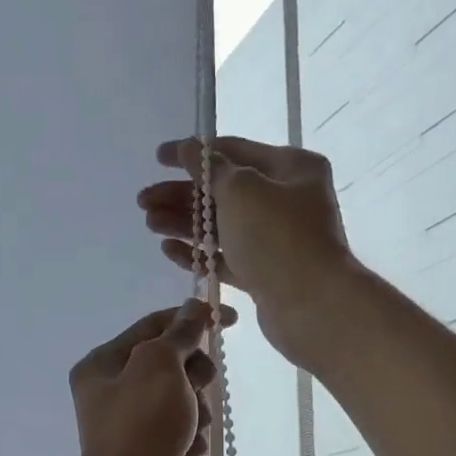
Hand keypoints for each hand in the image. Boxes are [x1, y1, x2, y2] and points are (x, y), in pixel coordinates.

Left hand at [67, 300, 230, 455]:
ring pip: (181, 400)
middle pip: (169, 364)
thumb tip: (195, 309)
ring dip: (195, 410)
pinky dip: (191, 440)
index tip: (230, 318)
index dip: (191, 318)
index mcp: (102, 365)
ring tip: (189, 429)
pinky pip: (183, 433)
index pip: (152, 326)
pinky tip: (187, 453)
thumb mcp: (160, 365)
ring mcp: (131, 428)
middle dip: (192, 374)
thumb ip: (180, 334)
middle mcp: (111, 394)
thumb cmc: (141, 425)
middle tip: (198, 386)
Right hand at [138, 137, 356, 368]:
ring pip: (222, 226)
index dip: (193, 153)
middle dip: (182, 195)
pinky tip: (168, 249)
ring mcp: (276, 239)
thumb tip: (190, 149)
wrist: (311, 306)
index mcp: (291, 168)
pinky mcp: (265, 274)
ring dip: (184, 223)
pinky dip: (199, 252)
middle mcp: (286, 200)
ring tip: (148, 223)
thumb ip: (210, 169)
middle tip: (144, 201)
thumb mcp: (241, 191)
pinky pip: (226, 257)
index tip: (158, 158)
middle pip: (224, 191)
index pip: (233, 151)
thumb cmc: (278, 238)